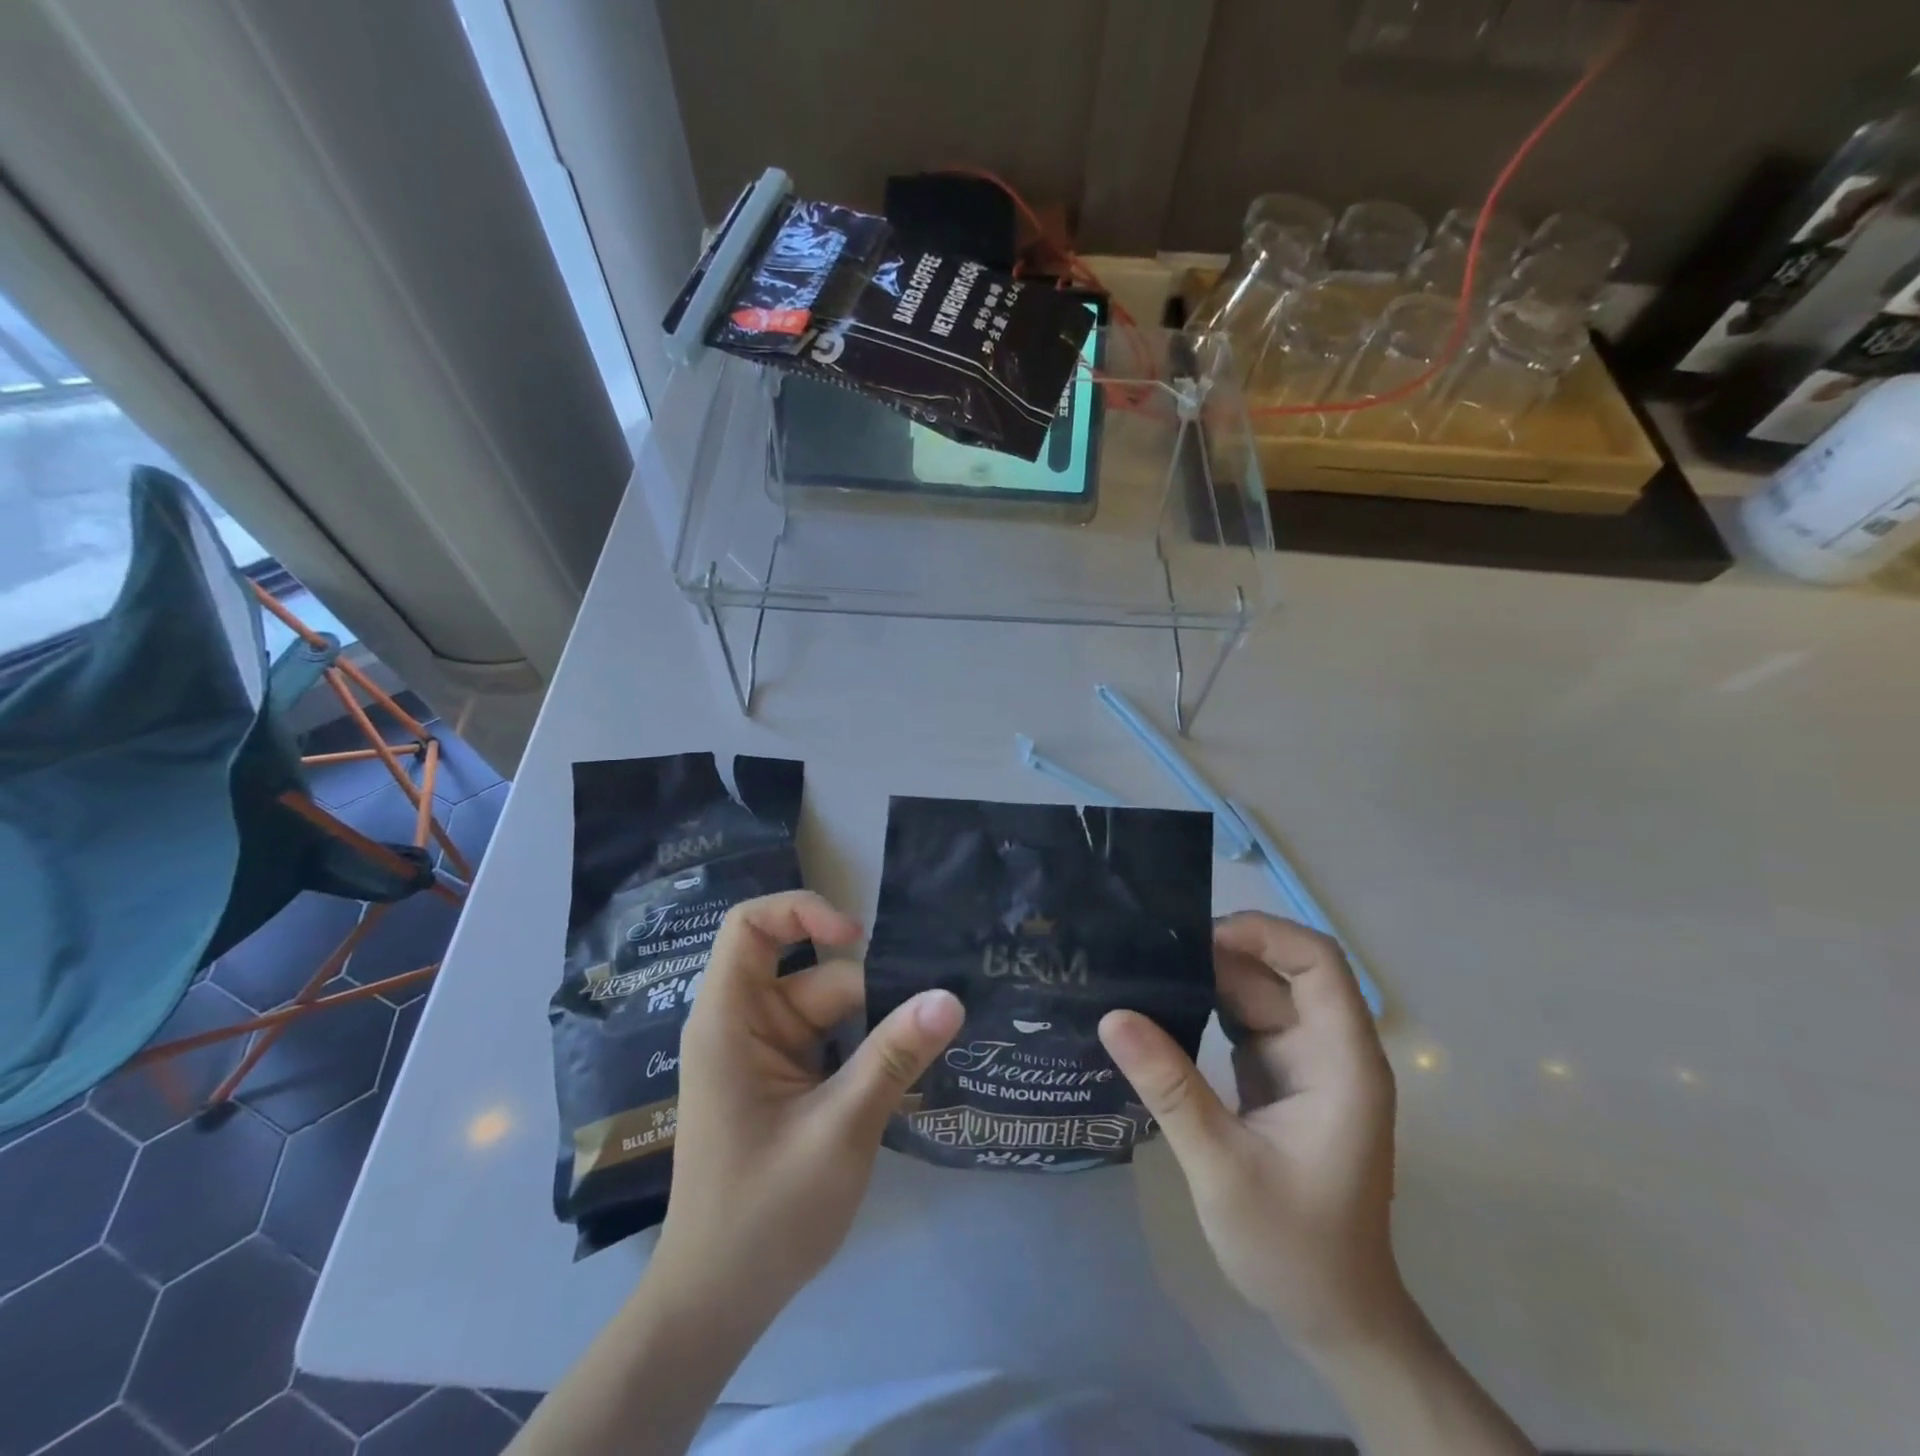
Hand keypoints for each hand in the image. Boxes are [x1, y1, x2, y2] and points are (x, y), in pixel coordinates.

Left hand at [652, 891, 963, 1327]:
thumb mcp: (839, 1129)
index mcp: (730, 1020)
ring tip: (938, 1039)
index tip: (859, 939)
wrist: (718, 1303)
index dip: (803, 912)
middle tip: (939, 1011)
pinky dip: (869, 1051)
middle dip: (872, 993)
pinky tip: (912, 1066)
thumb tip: (950, 997)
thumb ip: (893, 1057)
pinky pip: (834, 1042)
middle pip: (813, 975)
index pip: (751, 926)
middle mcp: (745, 1024)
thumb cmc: (763, 1214)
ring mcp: (766, 1053)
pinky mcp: (785, 1080)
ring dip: (879, 1026)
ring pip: (832, 1010)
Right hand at [1099, 913, 1407, 1354]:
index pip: (1318, 964)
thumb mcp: (1221, 1165)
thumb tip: (1112, 1015)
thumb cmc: (1292, 1246)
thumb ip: (1169, 1086)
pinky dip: (1204, 1007)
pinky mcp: (1277, 1076)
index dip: (1265, 934)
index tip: (1199, 936)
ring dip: (1206, 978)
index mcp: (1342, 1062)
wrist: (1332, 1317)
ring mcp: (1303, 1062)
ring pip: (1256, 992)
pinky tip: (1159, 1006)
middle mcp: (1328, 1049)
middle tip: (1147, 950)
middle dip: (1219, 953)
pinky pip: (1242, 1021)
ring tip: (1143, 968)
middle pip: (1279, 972)